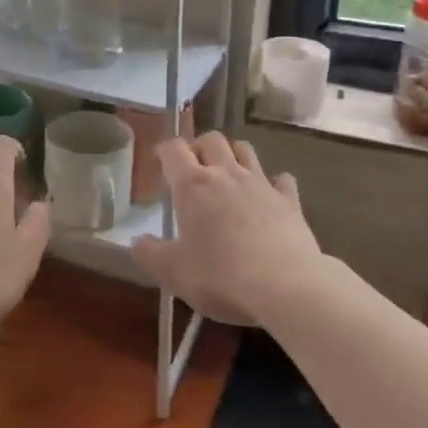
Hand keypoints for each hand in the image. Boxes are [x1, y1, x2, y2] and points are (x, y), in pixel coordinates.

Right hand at [131, 133, 322, 326]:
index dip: (164, 151)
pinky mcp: (290, 200)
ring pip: (245, 149)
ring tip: (227, 173)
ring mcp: (261, 184)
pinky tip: (270, 195)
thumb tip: (137, 241)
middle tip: (193, 169)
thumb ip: (150, 254)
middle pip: (212, 139)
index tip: (160, 163)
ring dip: (233, 154)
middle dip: (199, 147)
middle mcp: (227, 174)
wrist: (286, 287)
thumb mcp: (174, 273)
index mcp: (193, 186)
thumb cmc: (221, 277)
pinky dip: (274, 182)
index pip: (174, 149)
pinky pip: (282, 180)